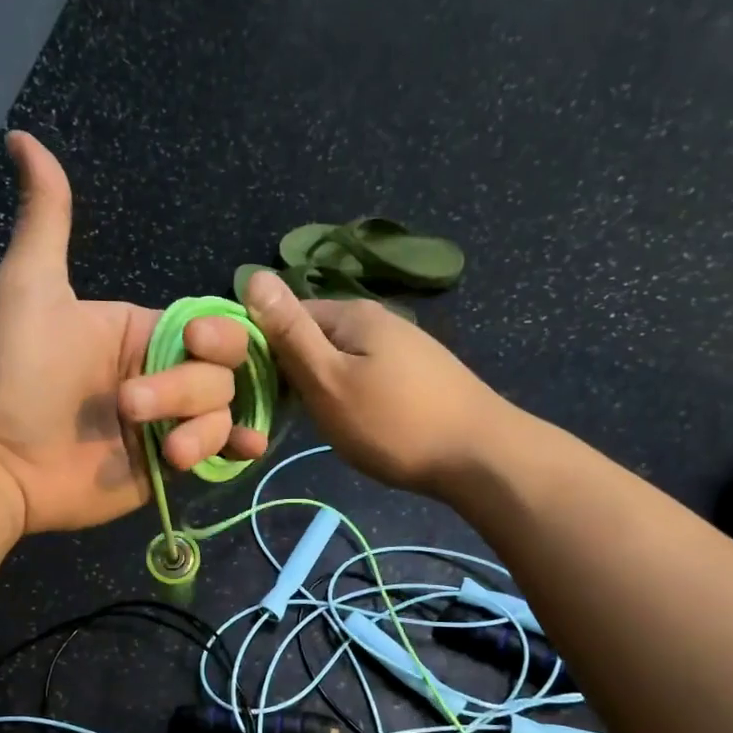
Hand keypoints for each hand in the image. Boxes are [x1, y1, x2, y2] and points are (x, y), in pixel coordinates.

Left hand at [0, 133, 266, 533]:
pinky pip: (221, 453)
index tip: (188, 341)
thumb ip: (45, 220)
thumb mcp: (30, 289)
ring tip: (167, 450)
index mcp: (146, 331)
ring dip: (204, 429)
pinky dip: (237, 450)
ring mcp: (171, 422)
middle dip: (186, 390)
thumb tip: (22, 138)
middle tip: (129, 407)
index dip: (217, 334)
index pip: (212, 325)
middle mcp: (166, 373)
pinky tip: (243, 450)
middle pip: (224, 372)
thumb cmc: (16, 372)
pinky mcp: (172, 466)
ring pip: (226, 412)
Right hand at [243, 270, 508, 497]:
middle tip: (295, 415)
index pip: (287, 316)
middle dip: (297, 371)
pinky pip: (368, 375)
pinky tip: (361, 422)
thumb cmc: (394, 423)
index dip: (265, 350)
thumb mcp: (328, 380)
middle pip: (316, 337)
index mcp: (353, 313)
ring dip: (325, 386)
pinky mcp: (420, 374)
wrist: (480, 457)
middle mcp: (380, 319)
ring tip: (326, 423)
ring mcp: (405, 346)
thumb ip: (289, 333)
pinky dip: (354, 395)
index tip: (259, 391)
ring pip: (342, 359)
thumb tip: (252, 275)